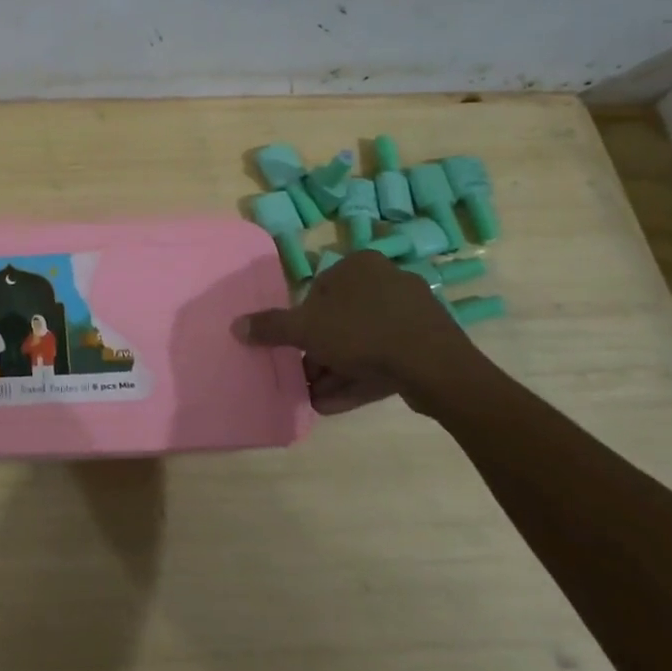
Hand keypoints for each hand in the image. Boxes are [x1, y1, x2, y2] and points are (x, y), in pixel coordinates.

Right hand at [233, 250, 490, 414]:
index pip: (318, 291)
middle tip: (302, 378)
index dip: (302, 323)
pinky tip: (336, 405)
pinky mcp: (427, 344)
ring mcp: (412, 313)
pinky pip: (385, 358)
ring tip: (314, 399)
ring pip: (362, 343)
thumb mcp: (305, 329)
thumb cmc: (362, 332)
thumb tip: (236, 325)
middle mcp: (386, 280)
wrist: (435, 367)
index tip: (294, 350)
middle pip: (339, 320)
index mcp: (359, 265)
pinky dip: (359, 378)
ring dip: (334, 371)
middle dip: (318, 354)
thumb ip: (270, 327)